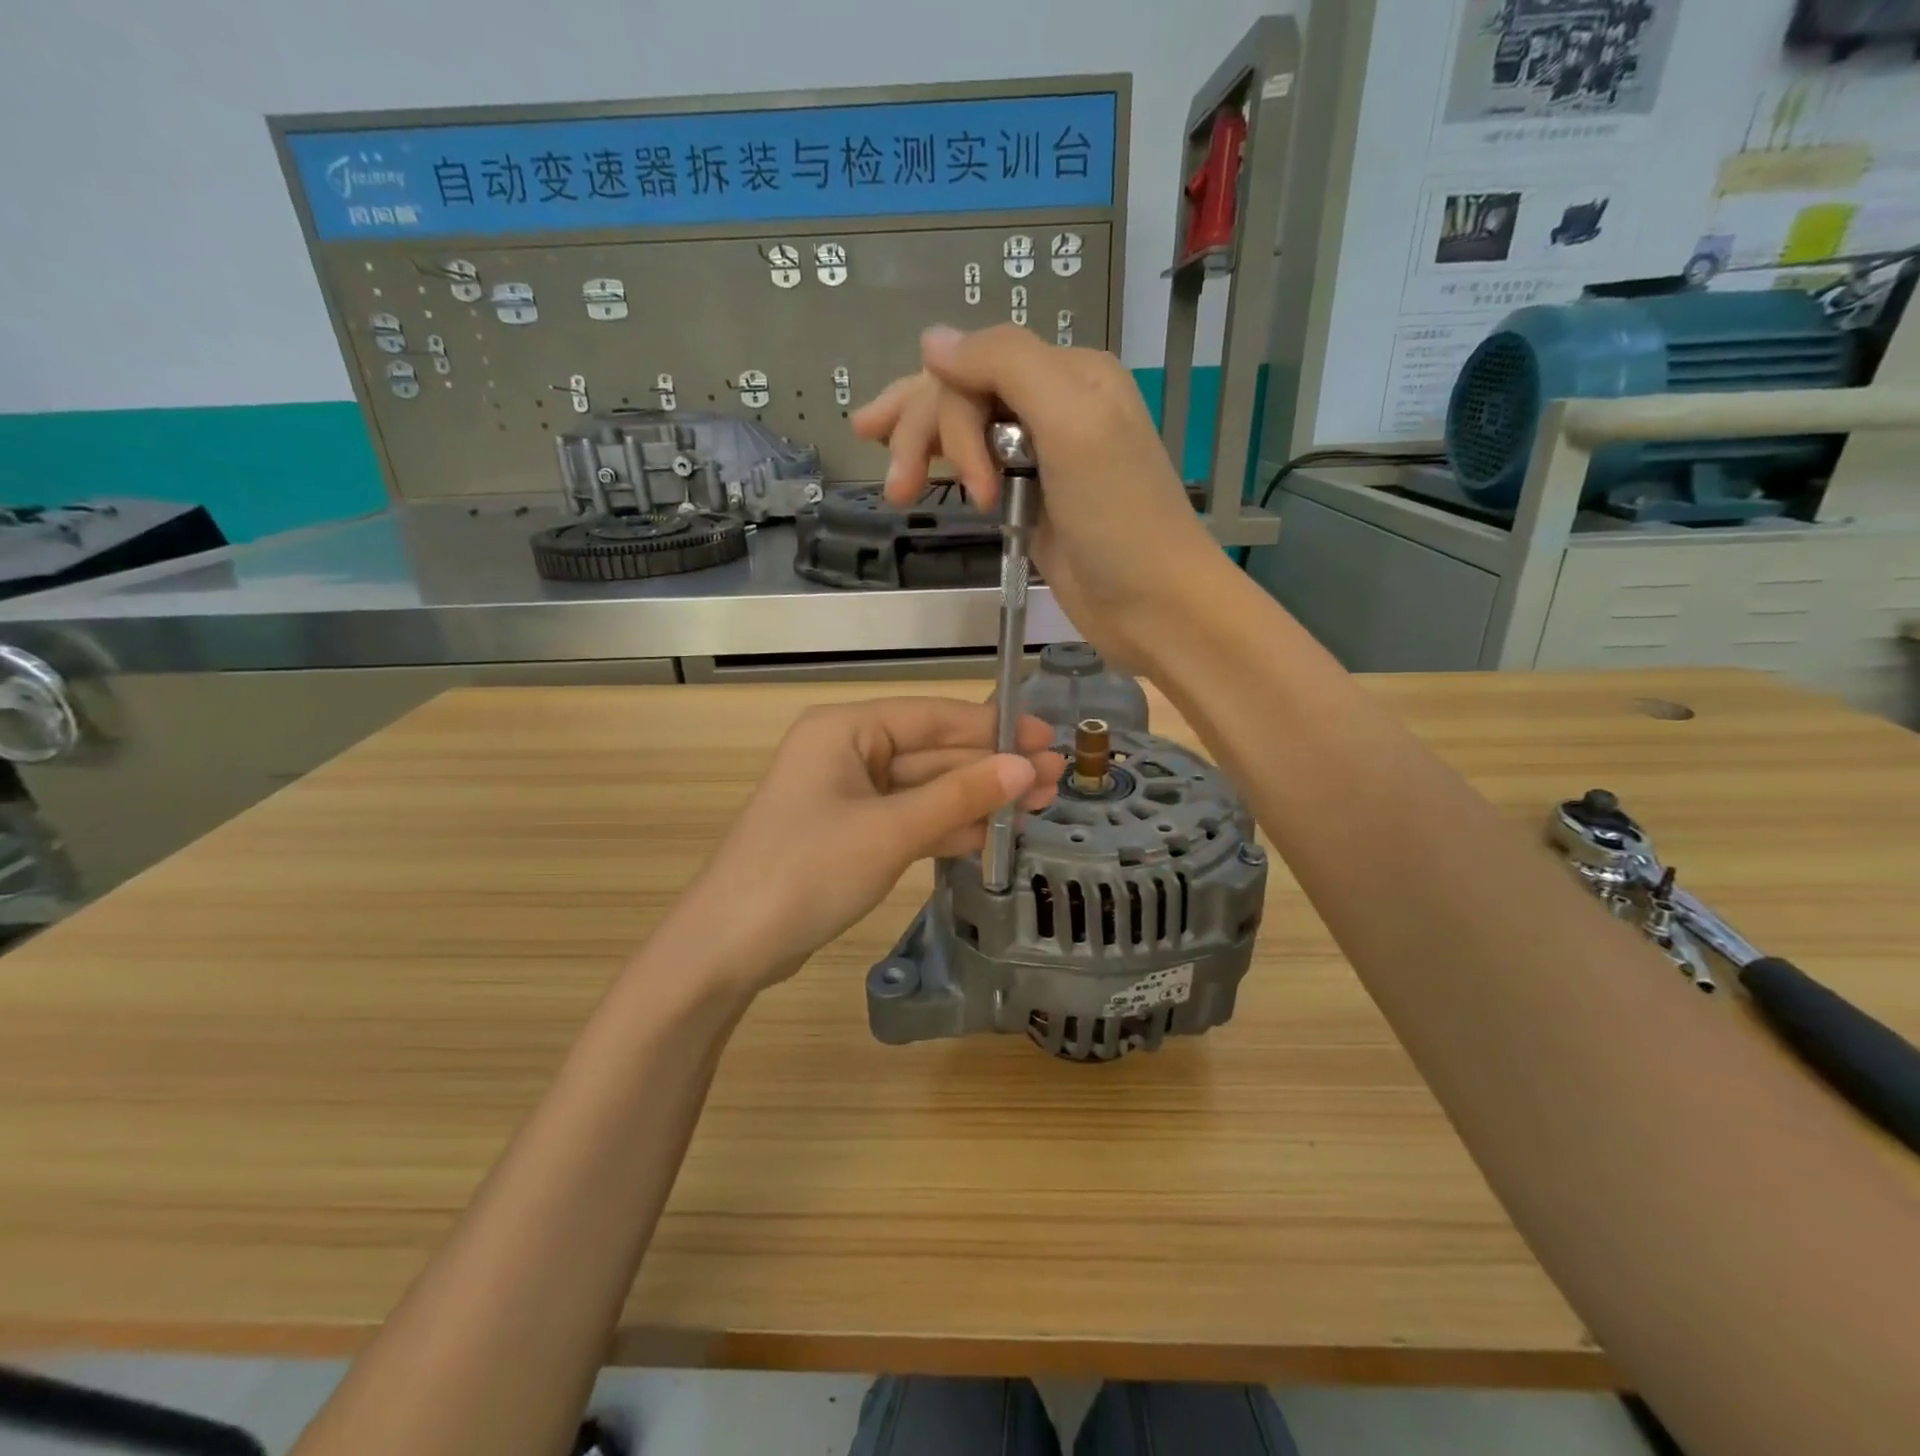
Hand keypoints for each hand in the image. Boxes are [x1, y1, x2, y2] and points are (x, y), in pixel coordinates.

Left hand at [657, 697, 1063, 994]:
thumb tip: (1026, 766)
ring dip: (976, 799)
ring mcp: (847, 797)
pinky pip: (909, 820)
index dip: (992, 727)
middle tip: (1056, 779)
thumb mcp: (890, 831)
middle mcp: (846, 753)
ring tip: (1039, 806)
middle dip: (991, 768)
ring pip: (924, 789)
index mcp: (845, 730)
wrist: (728, 948)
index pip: (932, 716)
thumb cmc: (805, 872)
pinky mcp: (850, 835)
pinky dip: (947, 827)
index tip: (1047, 738)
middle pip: (932, 753)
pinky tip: (993, 835)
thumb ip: (959, 796)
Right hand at [851, 325, 1226, 666]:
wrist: (1153, 603)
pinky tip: (920, 478)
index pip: (976, 365)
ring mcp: (1040, 454)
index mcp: (1068, 374)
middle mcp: (1052, 404)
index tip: (966, 484)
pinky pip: (975, 466)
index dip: (947, 414)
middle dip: (922, 433)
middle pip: (963, 394)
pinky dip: (948, 470)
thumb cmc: (1119, 517)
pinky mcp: (1030, 497)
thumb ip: (1007, 365)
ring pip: (963, 429)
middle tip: (896, 488)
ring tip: (897, 493)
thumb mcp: (1072, 424)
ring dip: (923, 452)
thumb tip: (931, 340)